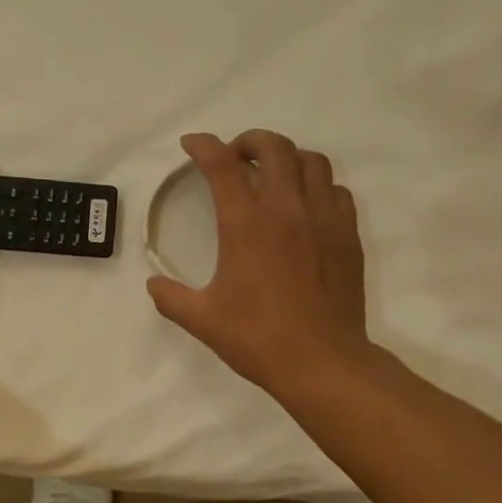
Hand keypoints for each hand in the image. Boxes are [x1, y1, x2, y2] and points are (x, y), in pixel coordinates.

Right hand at [147, 130, 375, 396]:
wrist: (322, 361)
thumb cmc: (257, 338)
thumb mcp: (201, 320)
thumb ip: (170, 297)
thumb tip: (153, 284)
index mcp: (246, 225)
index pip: (222, 165)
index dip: (203, 146)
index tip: (191, 144)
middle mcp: (287, 209)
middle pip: (273, 147)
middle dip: (248, 140)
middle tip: (234, 156)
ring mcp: (323, 219)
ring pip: (311, 161)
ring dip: (287, 156)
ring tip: (272, 173)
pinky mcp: (348, 235)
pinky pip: (336, 190)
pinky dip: (317, 185)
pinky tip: (305, 204)